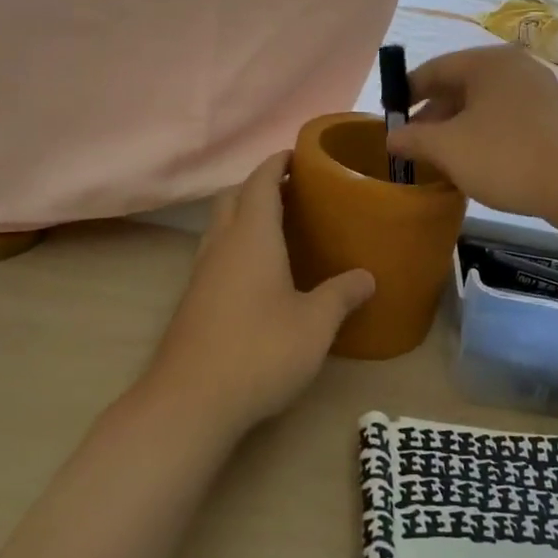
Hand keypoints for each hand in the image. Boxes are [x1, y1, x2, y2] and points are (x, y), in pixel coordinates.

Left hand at [145, 151, 373, 438]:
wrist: (190, 402)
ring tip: (281, 228)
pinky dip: (237, 245)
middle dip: (260, 184)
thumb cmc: (260, 350)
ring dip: (245, 215)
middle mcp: (222, 245)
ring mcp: (202, 273)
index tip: (299, 155)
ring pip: (220, 226)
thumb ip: (342, 295)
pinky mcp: (194, 301)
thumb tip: (367, 276)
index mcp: (252, 236)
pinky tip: (260, 274)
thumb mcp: (315, 324)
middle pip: (234, 197)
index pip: (261, 181)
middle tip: (295, 191)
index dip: (278, 162)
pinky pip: (216, 254)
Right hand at [386, 46, 557, 219]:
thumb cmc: (506, 157)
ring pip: (484, 104)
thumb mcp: (448, 149)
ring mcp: (539, 89)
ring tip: (443, 159)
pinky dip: (485, 134)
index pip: (434, 69)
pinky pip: (507, 117)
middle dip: (433, 115)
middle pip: (460, 85)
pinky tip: (479, 162)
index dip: (406, 94)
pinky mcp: (555, 116)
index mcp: (486, 61)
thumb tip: (392, 137)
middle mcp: (514, 66)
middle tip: (415, 146)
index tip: (390, 120)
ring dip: (458, 128)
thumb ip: (413, 139)